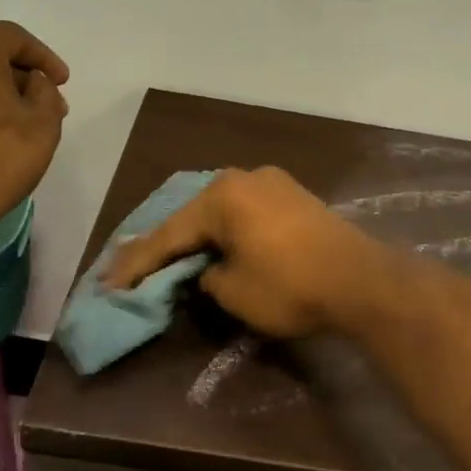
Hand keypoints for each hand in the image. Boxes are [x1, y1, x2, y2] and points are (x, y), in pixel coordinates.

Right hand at [106, 167, 388, 338]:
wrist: (362, 280)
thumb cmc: (290, 286)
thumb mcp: (233, 292)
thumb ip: (206, 277)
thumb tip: (207, 269)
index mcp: (222, 196)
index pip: (169, 235)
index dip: (137, 264)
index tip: (108, 284)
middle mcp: (243, 178)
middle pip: (192, 215)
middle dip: (164, 244)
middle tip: (131, 266)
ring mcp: (272, 183)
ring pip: (220, 211)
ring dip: (197, 235)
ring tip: (168, 256)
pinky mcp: (294, 196)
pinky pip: (246, 212)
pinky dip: (227, 230)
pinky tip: (214, 243)